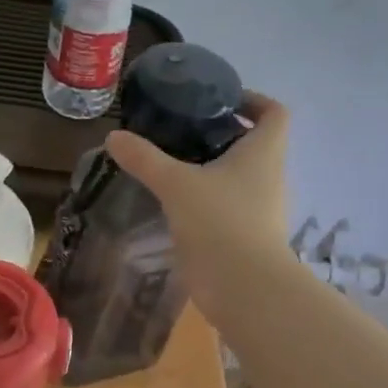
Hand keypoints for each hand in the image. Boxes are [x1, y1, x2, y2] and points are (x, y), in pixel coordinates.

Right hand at [104, 92, 292, 320]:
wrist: (244, 287)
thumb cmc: (219, 222)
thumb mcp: (176, 184)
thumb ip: (145, 159)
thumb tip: (114, 136)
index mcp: (264, 152)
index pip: (274, 112)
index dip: (253, 100)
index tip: (220, 101)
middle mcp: (271, 176)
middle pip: (255, 144)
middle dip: (223, 135)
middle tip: (184, 132)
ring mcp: (263, 210)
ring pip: (242, 178)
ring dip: (215, 169)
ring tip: (177, 167)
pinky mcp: (250, 237)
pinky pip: (232, 207)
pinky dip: (211, 200)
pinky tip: (180, 205)